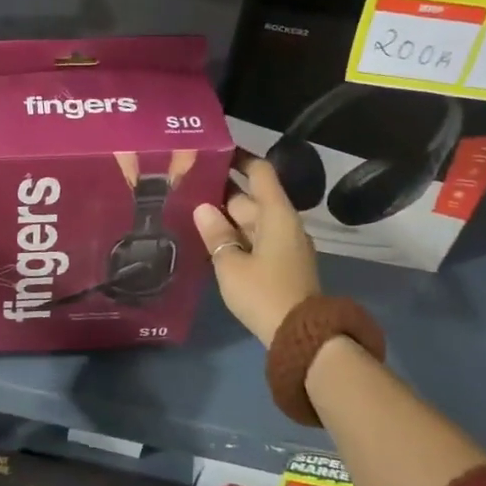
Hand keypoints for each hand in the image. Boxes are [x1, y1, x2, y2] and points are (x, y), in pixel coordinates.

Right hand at [194, 157, 320, 346]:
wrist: (300, 335)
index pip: (260, 173)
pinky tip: (209, 239)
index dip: (240, 158)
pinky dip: (234, 236)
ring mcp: (284, 245)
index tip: (215, 150)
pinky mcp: (280, 264)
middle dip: (221, 191)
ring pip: (250, 221)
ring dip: (225, 217)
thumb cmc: (264, 293)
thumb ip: (216, 234)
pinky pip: (254, 240)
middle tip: (185, 186)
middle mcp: (283, 223)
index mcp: (276, 214)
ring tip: (189, 210)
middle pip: (251, 198)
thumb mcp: (231, 264)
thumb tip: (202, 208)